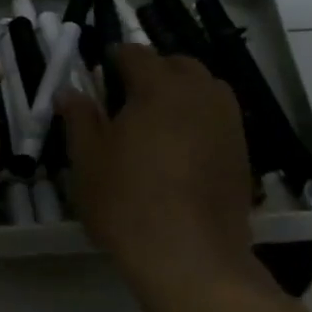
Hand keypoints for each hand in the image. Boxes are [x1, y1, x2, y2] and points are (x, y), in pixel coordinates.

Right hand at [58, 45, 254, 290]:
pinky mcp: (242, 151)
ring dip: (180, 94)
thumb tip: (69, 92)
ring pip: (203, 89)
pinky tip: (180, 151)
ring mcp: (228, 122)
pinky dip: (199, 121)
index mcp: (159, 86)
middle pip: (176, 65)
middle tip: (126, 101)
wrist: (190, 258)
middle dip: (152, 72)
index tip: (99, 77)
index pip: (135, 53)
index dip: (114, 60)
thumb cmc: (128, 202)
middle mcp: (200, 93)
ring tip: (156, 124)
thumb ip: (79, 118)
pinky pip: (217, 119)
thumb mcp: (87, 160)